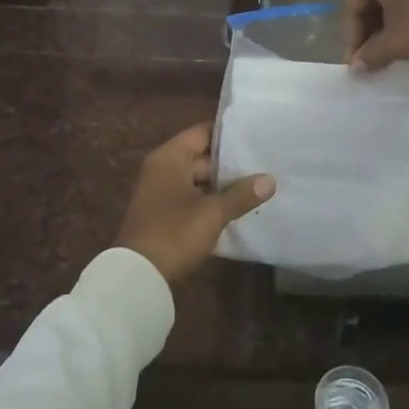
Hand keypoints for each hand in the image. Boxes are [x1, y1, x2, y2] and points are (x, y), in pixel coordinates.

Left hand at [115, 124, 275, 283]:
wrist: (138, 276)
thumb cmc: (174, 232)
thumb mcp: (212, 213)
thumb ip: (241, 194)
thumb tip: (270, 180)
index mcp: (170, 156)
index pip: (203, 133)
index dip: (228, 134)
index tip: (255, 136)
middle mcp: (163, 167)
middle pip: (201, 156)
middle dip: (230, 163)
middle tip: (263, 163)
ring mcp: (161, 191)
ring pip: (198, 179)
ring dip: (222, 185)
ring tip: (257, 184)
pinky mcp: (163, 212)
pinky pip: (192, 197)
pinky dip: (210, 200)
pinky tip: (236, 208)